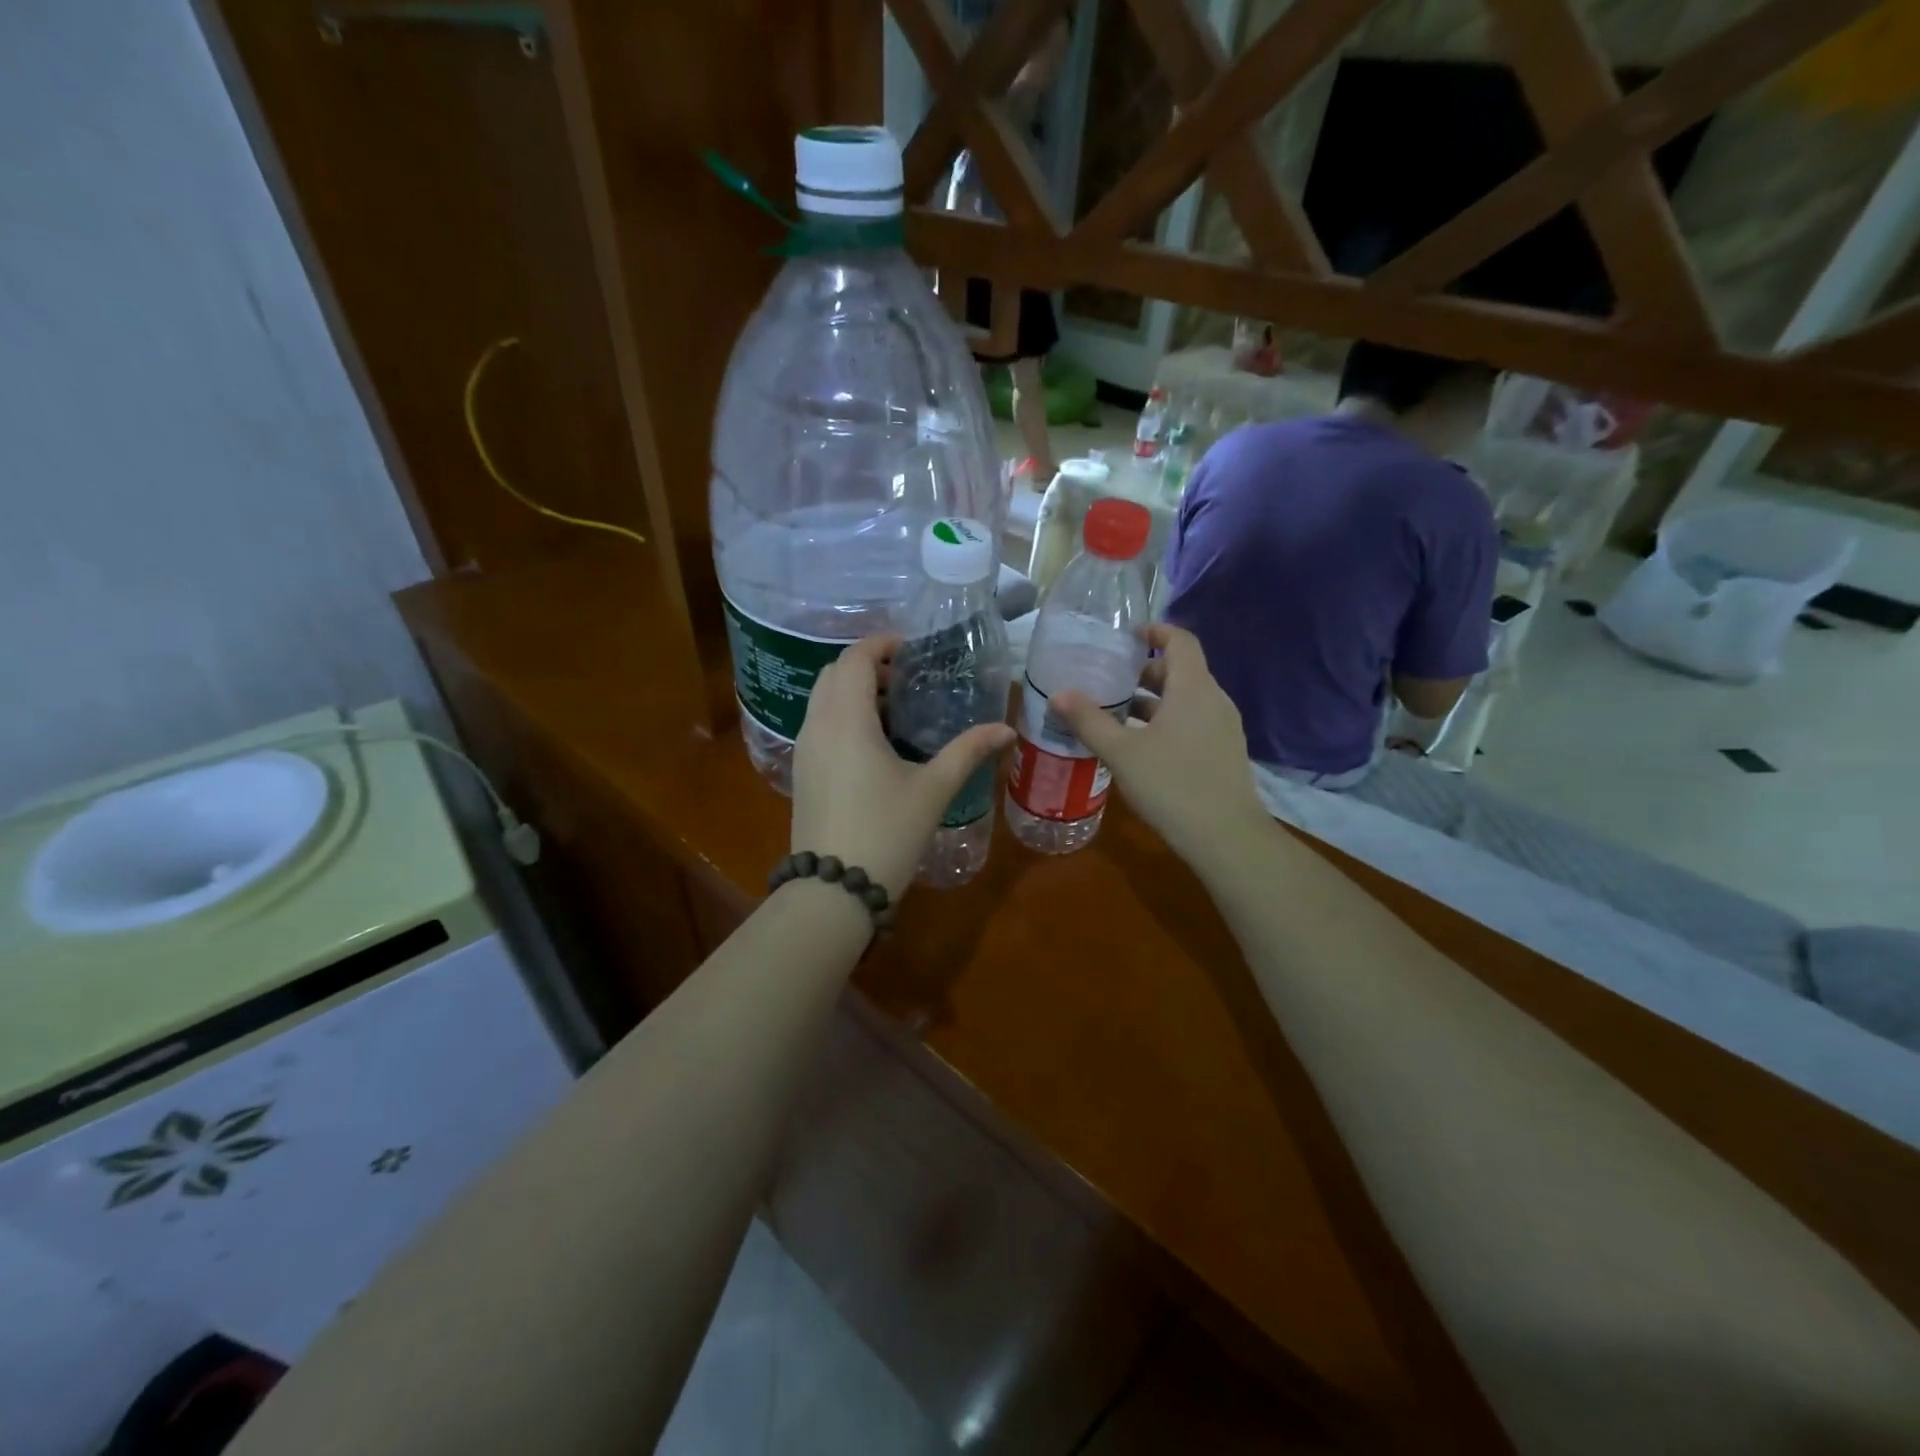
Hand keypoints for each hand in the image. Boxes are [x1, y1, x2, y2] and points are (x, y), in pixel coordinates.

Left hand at [791, 635, 1014, 901]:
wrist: (834, 889)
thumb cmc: (887, 832)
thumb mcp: (933, 789)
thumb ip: (968, 751)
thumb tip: (1006, 730)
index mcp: (847, 719)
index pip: (854, 658)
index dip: (881, 644)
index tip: (911, 649)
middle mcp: (817, 725)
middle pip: (834, 673)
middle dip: (867, 665)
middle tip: (906, 679)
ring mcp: (804, 749)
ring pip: (822, 699)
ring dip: (853, 691)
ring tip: (895, 709)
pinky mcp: (801, 772)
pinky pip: (819, 724)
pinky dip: (842, 715)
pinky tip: (875, 743)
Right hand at [1052, 625, 1269, 869]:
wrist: (1226, 837)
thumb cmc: (1172, 785)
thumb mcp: (1121, 753)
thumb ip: (1089, 721)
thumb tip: (1058, 694)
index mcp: (1193, 688)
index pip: (1180, 640)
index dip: (1155, 630)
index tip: (1126, 636)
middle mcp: (1214, 700)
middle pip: (1180, 671)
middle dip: (1144, 671)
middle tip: (1109, 682)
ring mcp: (1223, 728)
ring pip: (1186, 700)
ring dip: (1153, 701)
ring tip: (1117, 715)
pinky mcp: (1224, 753)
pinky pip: (1193, 722)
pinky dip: (1167, 721)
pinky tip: (1141, 747)